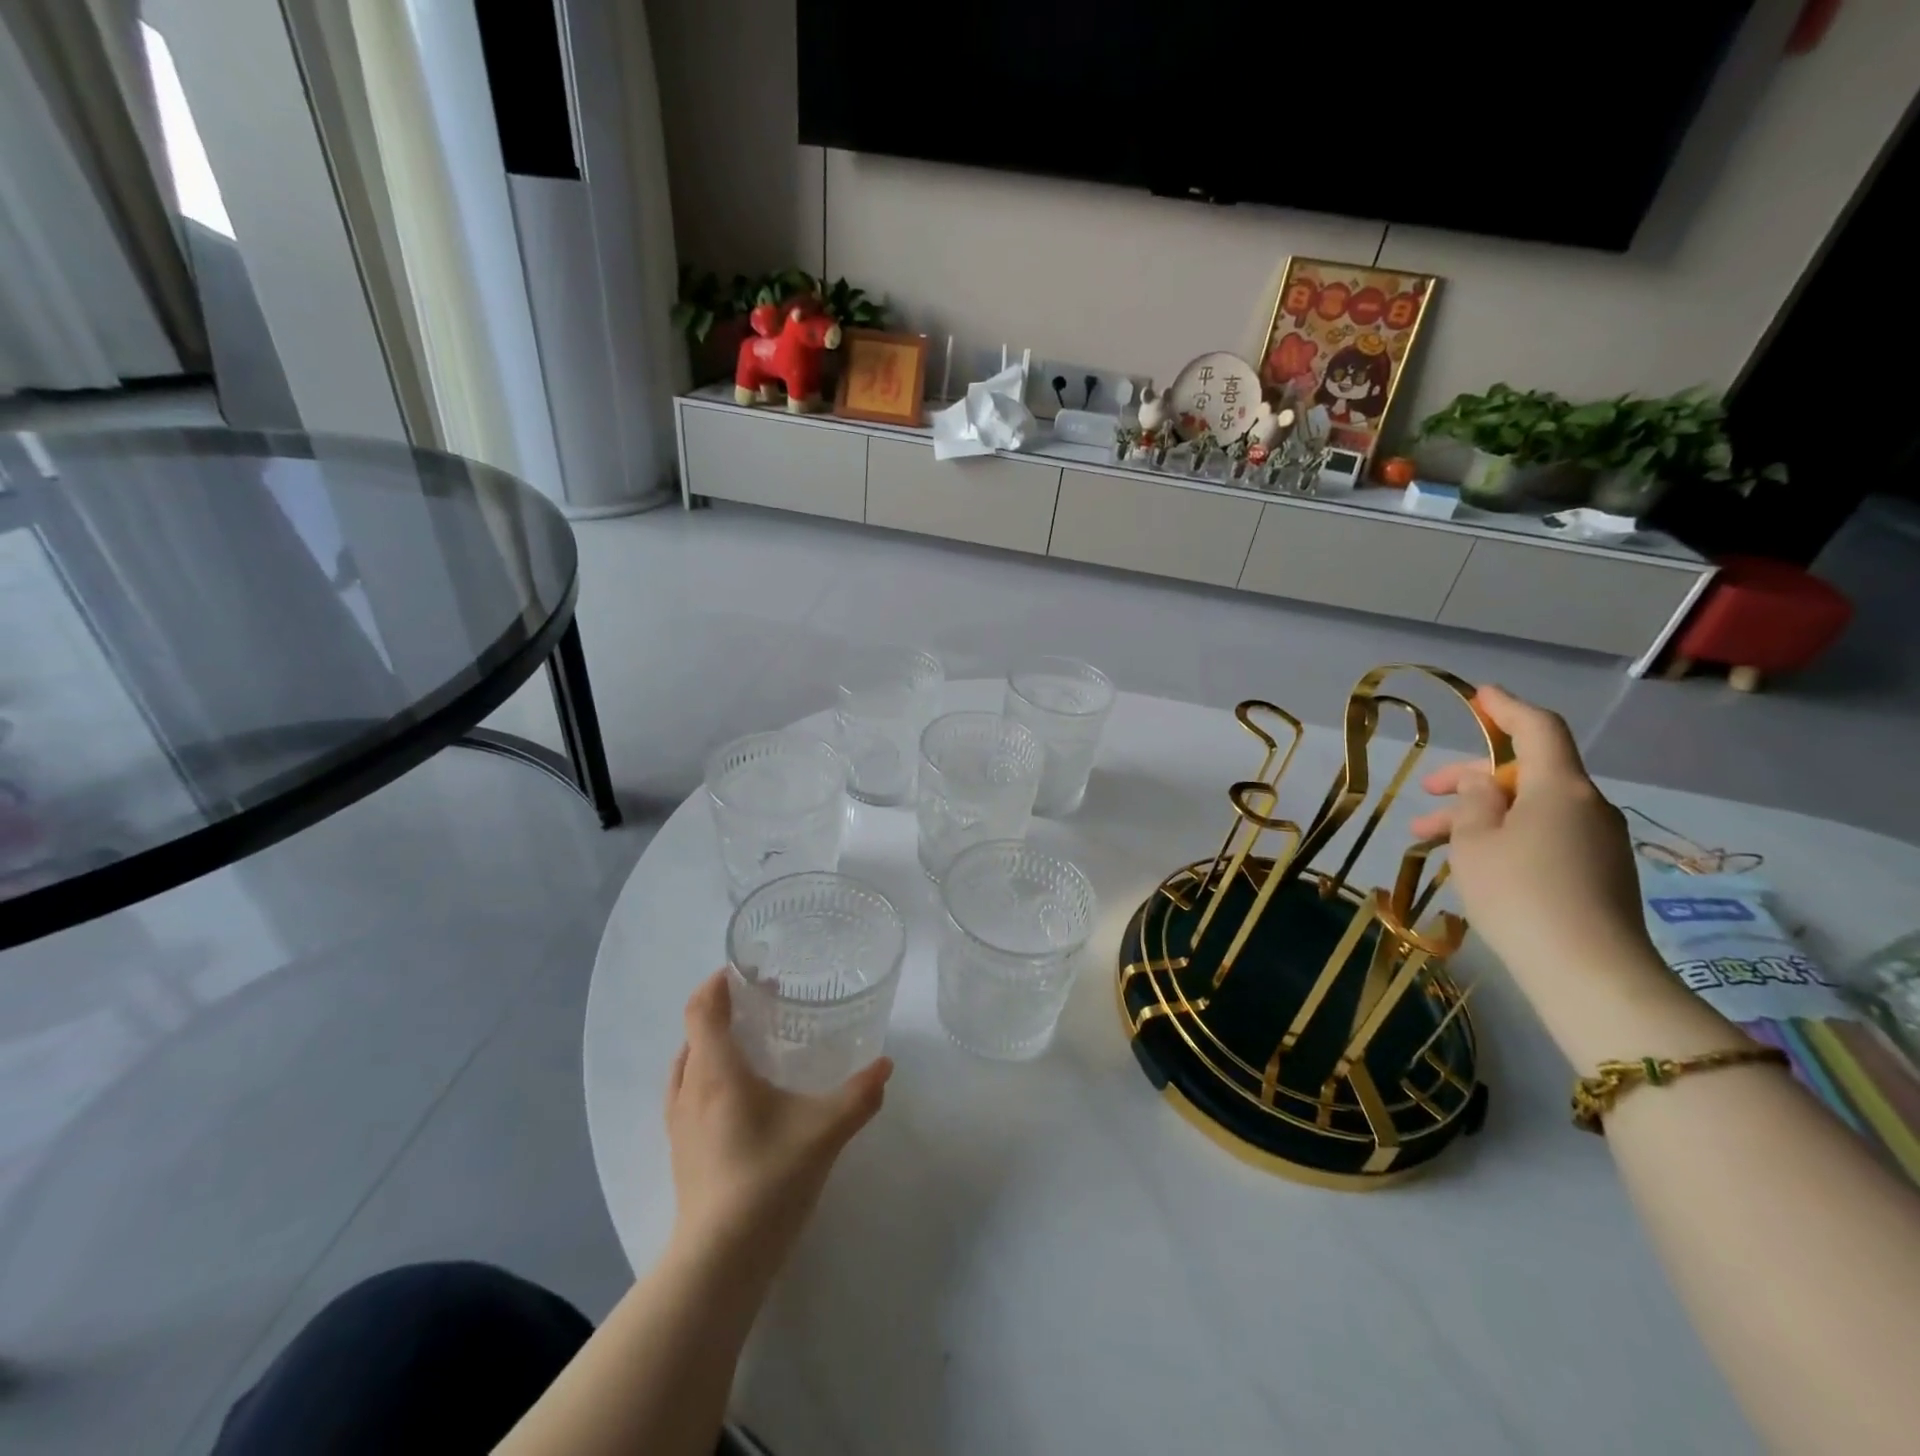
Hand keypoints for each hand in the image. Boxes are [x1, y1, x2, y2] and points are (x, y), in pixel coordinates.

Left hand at [664, 971, 890, 1281]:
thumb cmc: (768, 1180)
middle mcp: (690, 1088)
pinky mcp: (680, 1149)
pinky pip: (687, 1091)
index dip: (718, 981)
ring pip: (688, 1062)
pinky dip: (707, 1074)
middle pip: (695, 1030)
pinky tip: (740, 1095)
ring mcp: (678, 1122)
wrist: (718, 1262)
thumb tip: (885, 1066)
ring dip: (713, 1042)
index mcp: (716, 1071)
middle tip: (766, 1003)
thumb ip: (859, 1095)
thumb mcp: (824, 1132)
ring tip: (752, 1043)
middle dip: (725, 1008)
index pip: (702, 1007)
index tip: (748, 970)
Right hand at [1409, 685, 1656, 997]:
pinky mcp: (1599, 873)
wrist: (1589, 973)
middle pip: (1526, 773)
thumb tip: (1482, 782)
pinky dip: (1506, 837)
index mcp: (1559, 787)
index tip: (1480, 696)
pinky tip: (1472, 863)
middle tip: (1426, 792)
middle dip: (1472, 779)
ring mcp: (1598, 842)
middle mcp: (1587, 806)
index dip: (1506, 708)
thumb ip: (1473, 801)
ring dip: (1481, 816)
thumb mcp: (1475, 840)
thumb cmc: (1519, 892)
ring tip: (1428, 840)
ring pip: (1530, 810)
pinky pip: (1545, 837)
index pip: (1537, 729)